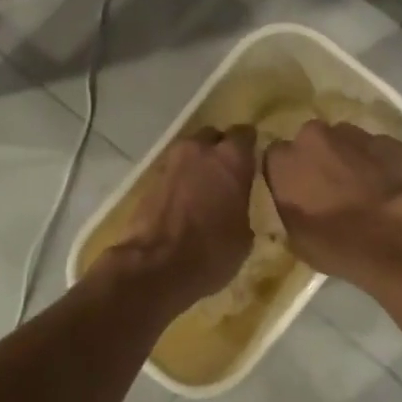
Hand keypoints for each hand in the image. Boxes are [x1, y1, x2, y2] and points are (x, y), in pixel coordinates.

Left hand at [103, 126, 256, 307]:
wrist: (154, 267)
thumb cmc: (211, 252)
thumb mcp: (243, 237)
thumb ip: (242, 208)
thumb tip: (236, 209)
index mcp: (231, 159)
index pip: (245, 134)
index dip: (249, 147)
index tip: (252, 162)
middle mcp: (200, 151)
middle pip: (213, 137)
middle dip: (219, 151)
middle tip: (227, 175)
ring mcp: (171, 163)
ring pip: (190, 153)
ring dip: (197, 166)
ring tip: (204, 191)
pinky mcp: (149, 180)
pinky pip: (172, 173)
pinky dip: (180, 182)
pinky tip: (185, 204)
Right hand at [262, 120, 401, 284]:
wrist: (391, 239)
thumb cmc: (334, 244)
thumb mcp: (294, 236)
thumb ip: (288, 207)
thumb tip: (295, 202)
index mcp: (283, 160)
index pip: (275, 158)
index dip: (287, 174)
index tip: (296, 191)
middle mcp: (314, 136)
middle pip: (310, 141)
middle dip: (318, 159)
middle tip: (329, 188)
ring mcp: (354, 134)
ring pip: (345, 140)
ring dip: (348, 158)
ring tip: (361, 187)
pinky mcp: (388, 141)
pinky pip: (376, 149)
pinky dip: (378, 162)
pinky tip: (386, 186)